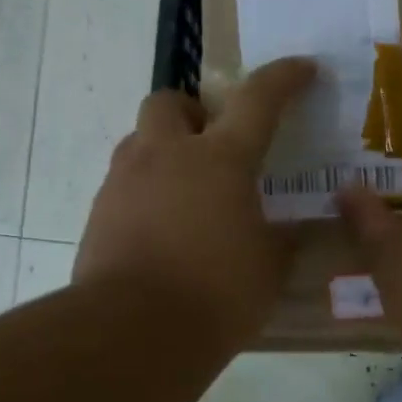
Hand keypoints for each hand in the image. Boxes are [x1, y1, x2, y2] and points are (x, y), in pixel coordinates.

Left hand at [76, 59, 316, 348]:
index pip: (259, 100)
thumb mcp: (269, 268)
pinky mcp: (98, 213)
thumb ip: (282, 240)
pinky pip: (124, 184)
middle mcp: (167, 155)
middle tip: (213, 146)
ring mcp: (125, 181)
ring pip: (140, 141)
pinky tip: (161, 231)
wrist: (133, 332)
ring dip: (165, 152)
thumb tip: (290, 231)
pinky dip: (145, 193)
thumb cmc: (216, 294)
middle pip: (170, 101)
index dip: (285, 78)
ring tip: (187, 195)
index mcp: (220, 160)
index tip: (303, 69)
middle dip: (192, 112)